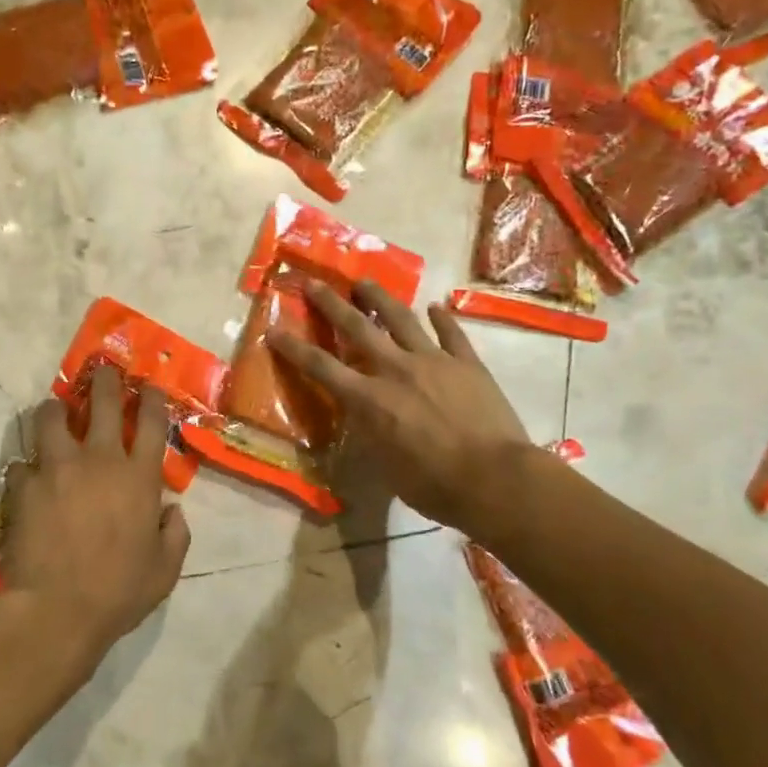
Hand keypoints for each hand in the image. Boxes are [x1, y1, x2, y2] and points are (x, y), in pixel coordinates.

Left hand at [0, 363, 191, 666]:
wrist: (56, 610)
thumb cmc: (118, 592)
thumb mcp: (165, 570)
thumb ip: (175, 534)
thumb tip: (171, 511)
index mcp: (139, 477)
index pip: (150, 421)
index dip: (150, 398)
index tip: (147, 387)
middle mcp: (100, 460)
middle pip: (103, 402)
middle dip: (105, 381)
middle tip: (102, 373)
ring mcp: (57, 468)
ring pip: (52, 418)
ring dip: (55, 410)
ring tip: (55, 411)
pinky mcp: (23, 485)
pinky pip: (22, 463)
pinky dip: (27, 468)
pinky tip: (28, 478)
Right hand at [267, 281, 533, 533]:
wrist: (493, 478)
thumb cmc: (433, 485)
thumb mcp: (385, 467)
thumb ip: (369, 435)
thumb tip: (361, 418)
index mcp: (370, 399)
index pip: (321, 368)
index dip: (293, 348)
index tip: (274, 330)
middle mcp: (395, 370)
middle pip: (357, 328)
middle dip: (331, 303)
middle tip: (314, 282)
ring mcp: (434, 361)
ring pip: (401, 319)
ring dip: (380, 298)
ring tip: (365, 282)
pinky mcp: (467, 363)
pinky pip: (451, 333)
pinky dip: (442, 318)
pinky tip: (435, 307)